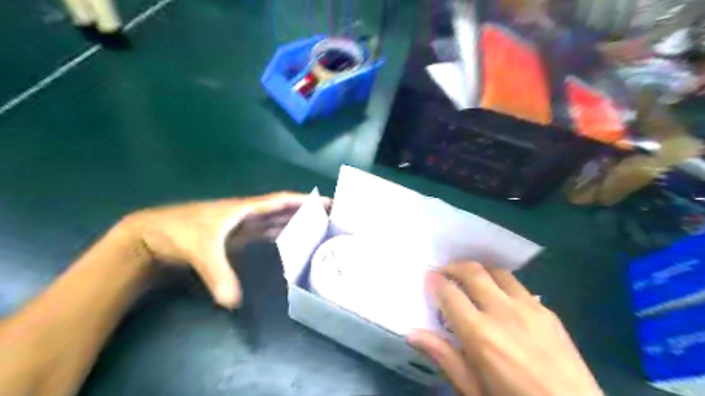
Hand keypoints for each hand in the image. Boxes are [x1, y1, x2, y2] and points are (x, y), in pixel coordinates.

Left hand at [122, 193, 328, 308]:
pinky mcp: (235, 238)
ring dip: (293, 222)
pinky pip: (264, 233)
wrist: (149, 236)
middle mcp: (247, 215)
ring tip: (315, 226)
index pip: (280, 202)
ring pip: (274, 221)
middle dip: (304, 211)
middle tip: (328, 215)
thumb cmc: (178, 233)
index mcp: (244, 209)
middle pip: (282, 210)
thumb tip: (235, 302)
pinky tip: (287, 240)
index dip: (303, 201)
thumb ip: (218, 275)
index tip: (325, 202)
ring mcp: (241, 226)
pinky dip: (278, 234)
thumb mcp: (200, 251)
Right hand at [411, 263, 603, 395]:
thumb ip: (444, 356)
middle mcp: (502, 312)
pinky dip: (500, 281)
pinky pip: (518, 285)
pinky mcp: (548, 312)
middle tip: (445, 273)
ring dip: (478, 270)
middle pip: (472, 271)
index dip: (434, 281)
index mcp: (480, 334)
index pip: (449, 293)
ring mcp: (528, 308)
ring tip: (470, 279)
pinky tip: (499, 296)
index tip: (428, 278)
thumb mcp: (474, 390)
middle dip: (453, 266)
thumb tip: (412, 333)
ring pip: (496, 271)